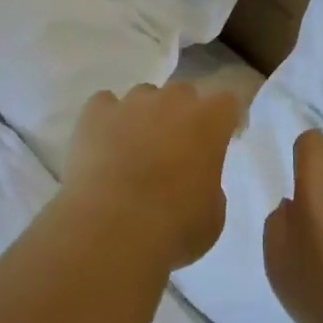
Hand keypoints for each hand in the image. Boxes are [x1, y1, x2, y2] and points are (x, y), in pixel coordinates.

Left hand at [60, 82, 241, 270]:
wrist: (111, 230)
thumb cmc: (173, 227)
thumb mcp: (212, 217)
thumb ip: (210, 186)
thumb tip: (195, 180)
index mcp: (209, 121)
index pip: (227, 102)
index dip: (223, 120)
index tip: (219, 140)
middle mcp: (172, 100)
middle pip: (183, 93)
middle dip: (181, 114)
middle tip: (174, 149)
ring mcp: (131, 103)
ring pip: (143, 96)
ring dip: (144, 116)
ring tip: (133, 151)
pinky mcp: (95, 113)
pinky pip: (104, 104)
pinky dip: (106, 120)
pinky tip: (102, 145)